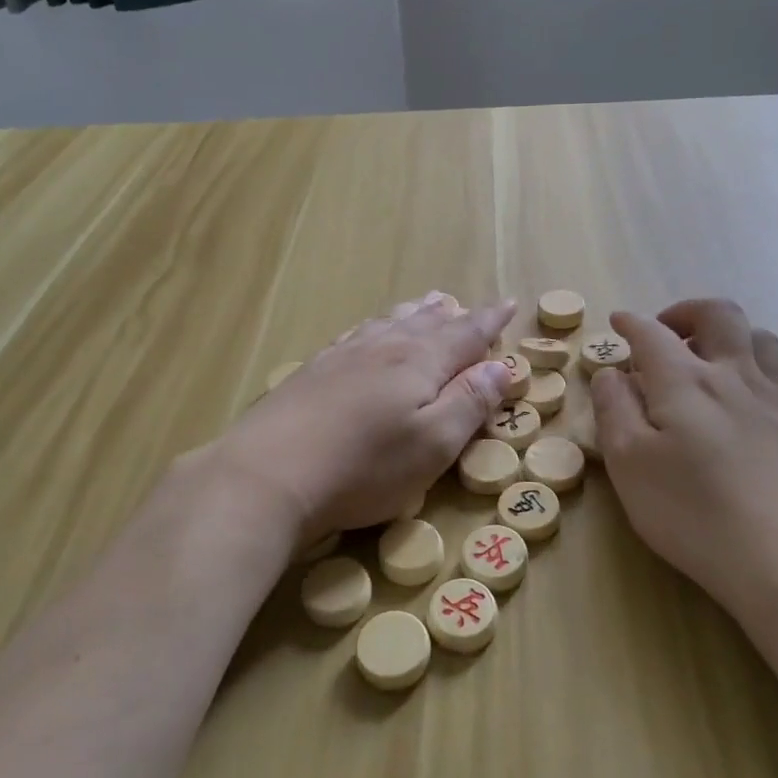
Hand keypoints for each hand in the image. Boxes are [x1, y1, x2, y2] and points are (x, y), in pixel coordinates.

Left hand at [222, 293, 515, 546]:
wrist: (268, 474)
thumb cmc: (364, 467)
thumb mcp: (433, 444)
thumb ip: (470, 402)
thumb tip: (501, 366)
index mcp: (419, 362)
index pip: (466, 334)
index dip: (490, 320)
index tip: (509, 304)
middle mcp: (383, 348)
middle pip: (424, 324)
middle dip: (450, 315)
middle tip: (462, 304)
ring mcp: (343, 357)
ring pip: (387, 324)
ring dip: (412, 314)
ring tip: (426, 304)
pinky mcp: (312, 372)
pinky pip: (354, 335)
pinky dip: (373, 327)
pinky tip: (366, 333)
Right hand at [590, 299, 777, 615]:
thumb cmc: (696, 512)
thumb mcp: (630, 464)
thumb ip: (614, 410)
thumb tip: (611, 373)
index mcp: (686, 380)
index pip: (653, 334)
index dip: (632, 323)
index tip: (618, 322)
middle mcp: (733, 376)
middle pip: (719, 316)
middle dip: (686, 312)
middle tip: (664, 332)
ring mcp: (773, 401)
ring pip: (758, 337)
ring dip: (727, 333)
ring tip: (706, 356)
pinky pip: (775, 373)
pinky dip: (751, 366)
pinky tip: (738, 400)